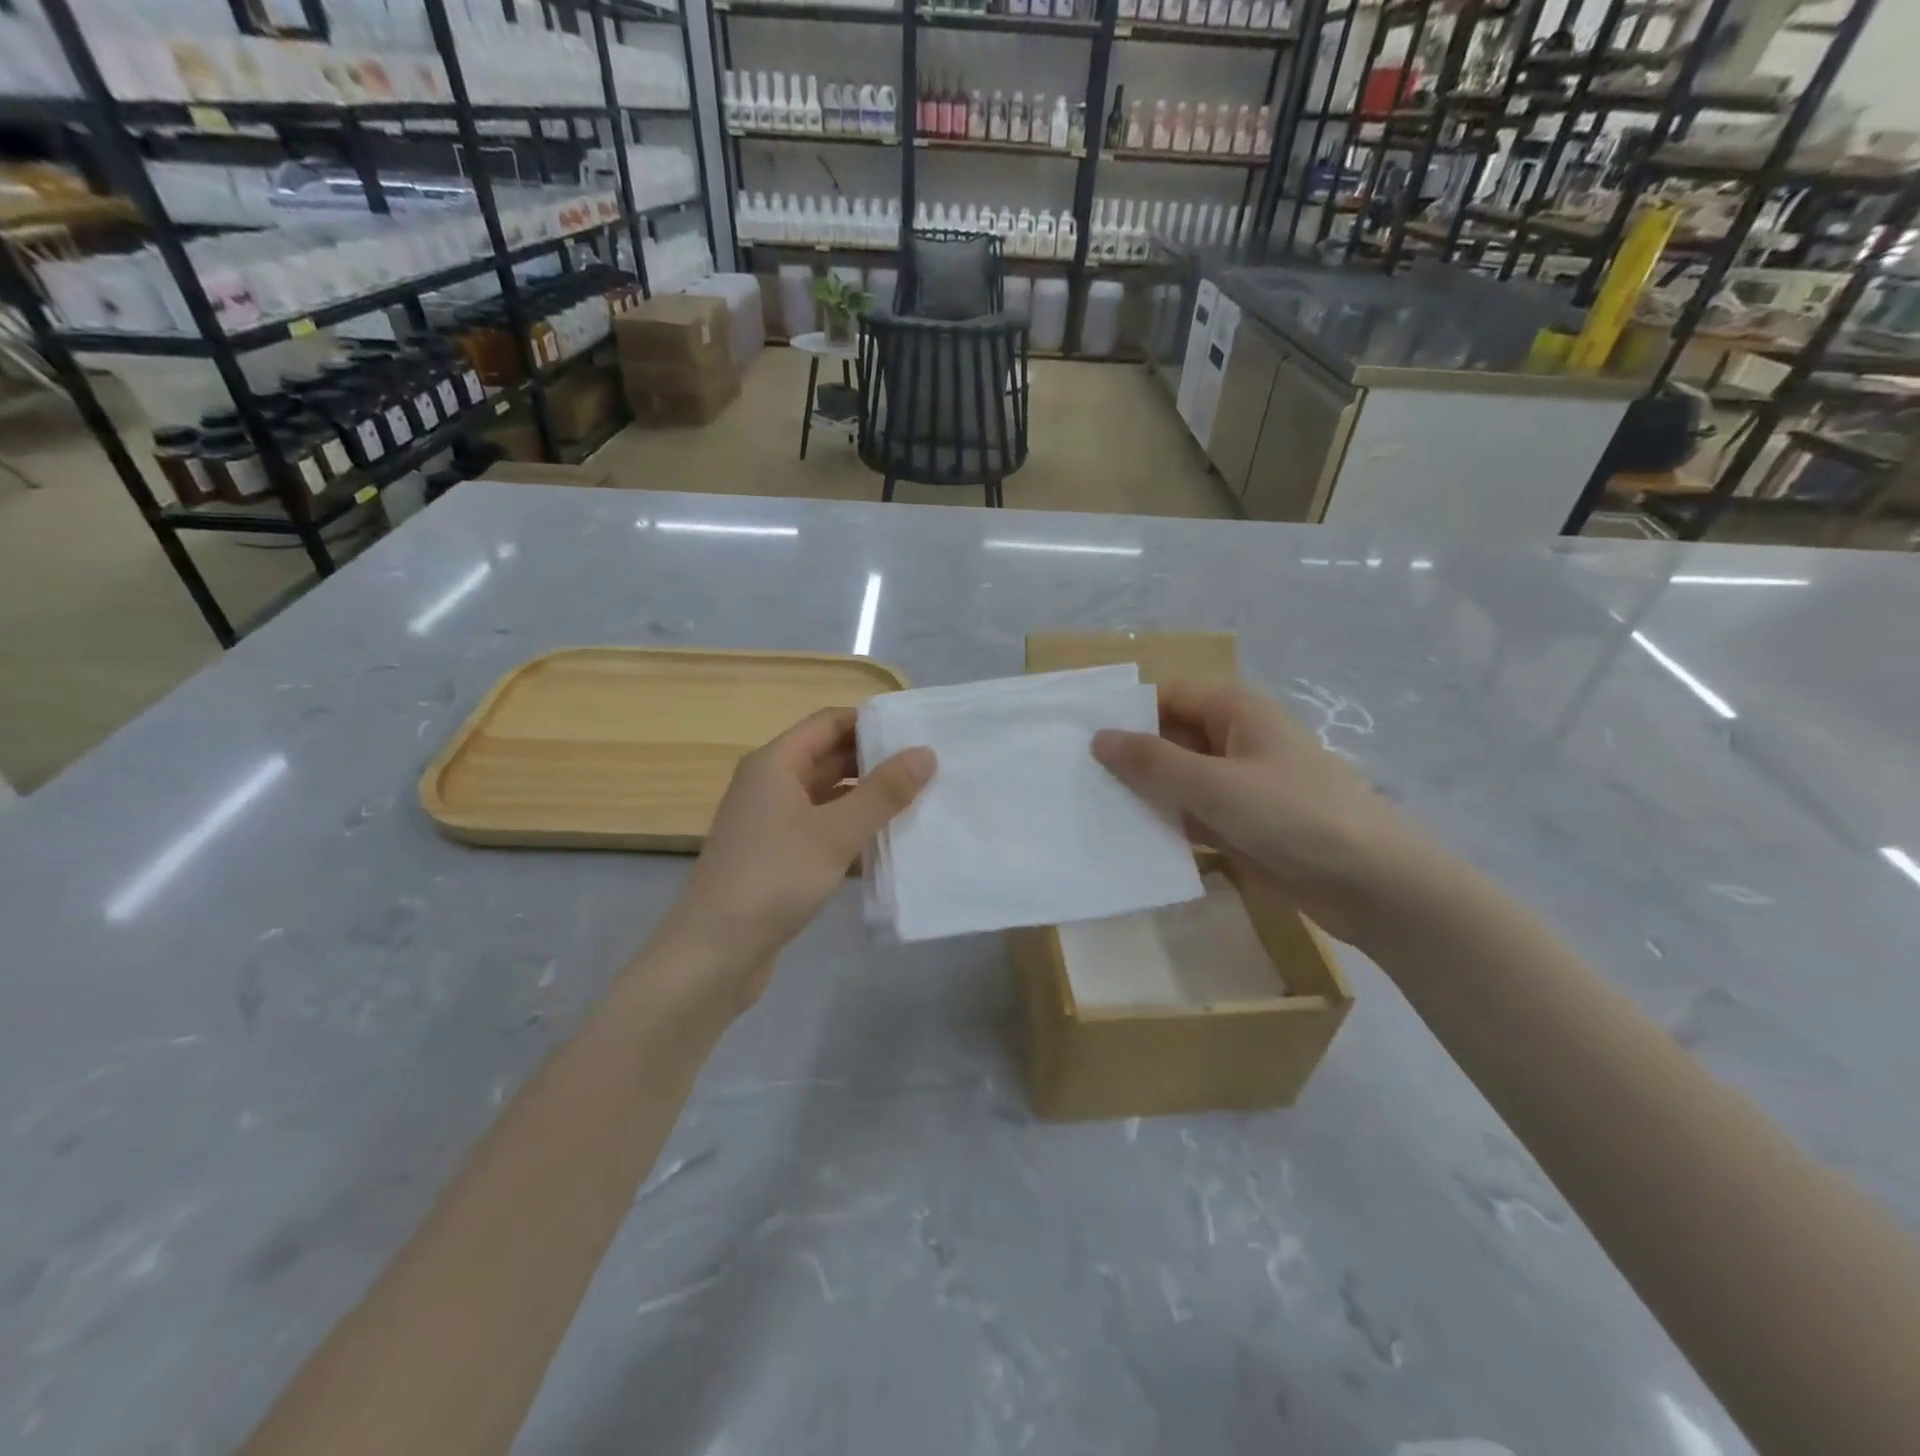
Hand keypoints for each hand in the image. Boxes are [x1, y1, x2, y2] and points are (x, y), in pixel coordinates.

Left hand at [658, 707, 934, 1006]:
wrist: (716, 953)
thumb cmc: (775, 877)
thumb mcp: (836, 831)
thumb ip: (884, 792)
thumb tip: (925, 753)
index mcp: (775, 764)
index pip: (828, 722)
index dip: (870, 723)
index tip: (915, 735)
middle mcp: (770, 785)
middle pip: (829, 759)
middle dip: (875, 764)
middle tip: (927, 773)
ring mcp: (771, 824)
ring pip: (828, 799)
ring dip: (867, 803)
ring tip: (918, 808)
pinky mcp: (777, 858)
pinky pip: (821, 833)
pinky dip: (851, 836)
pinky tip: (887, 853)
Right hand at [1091, 681, 1419, 944]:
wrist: (1373, 884)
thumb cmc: (1294, 816)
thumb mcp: (1216, 784)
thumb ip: (1152, 762)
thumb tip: (1097, 737)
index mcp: (1236, 711)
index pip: (1167, 697)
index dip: (1126, 713)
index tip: (1078, 738)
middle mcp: (1235, 741)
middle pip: (1170, 738)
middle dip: (1129, 757)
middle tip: (1073, 779)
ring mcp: (1239, 785)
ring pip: (1178, 780)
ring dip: (1144, 794)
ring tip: (1088, 809)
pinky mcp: (1241, 825)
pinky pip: (1191, 815)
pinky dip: (1165, 823)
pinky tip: (1126, 839)